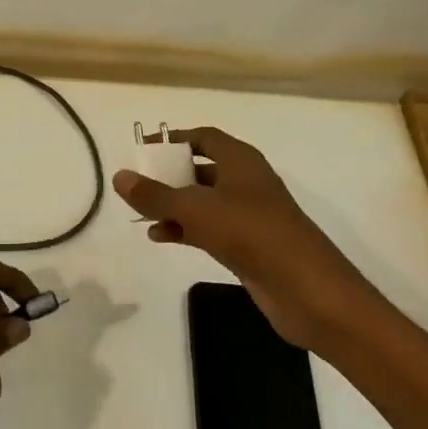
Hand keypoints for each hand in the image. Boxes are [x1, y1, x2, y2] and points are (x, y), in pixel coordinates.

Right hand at [113, 127, 358, 349]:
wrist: (308, 290)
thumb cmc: (252, 234)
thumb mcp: (196, 209)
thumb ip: (156, 195)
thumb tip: (120, 176)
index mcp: (241, 161)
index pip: (203, 138)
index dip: (173, 140)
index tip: (144, 150)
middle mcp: (245, 183)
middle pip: (201, 169)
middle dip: (169, 176)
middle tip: (138, 185)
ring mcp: (248, 216)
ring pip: (203, 202)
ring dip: (174, 206)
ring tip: (142, 215)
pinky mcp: (248, 246)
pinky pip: (209, 228)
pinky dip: (185, 229)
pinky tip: (161, 237)